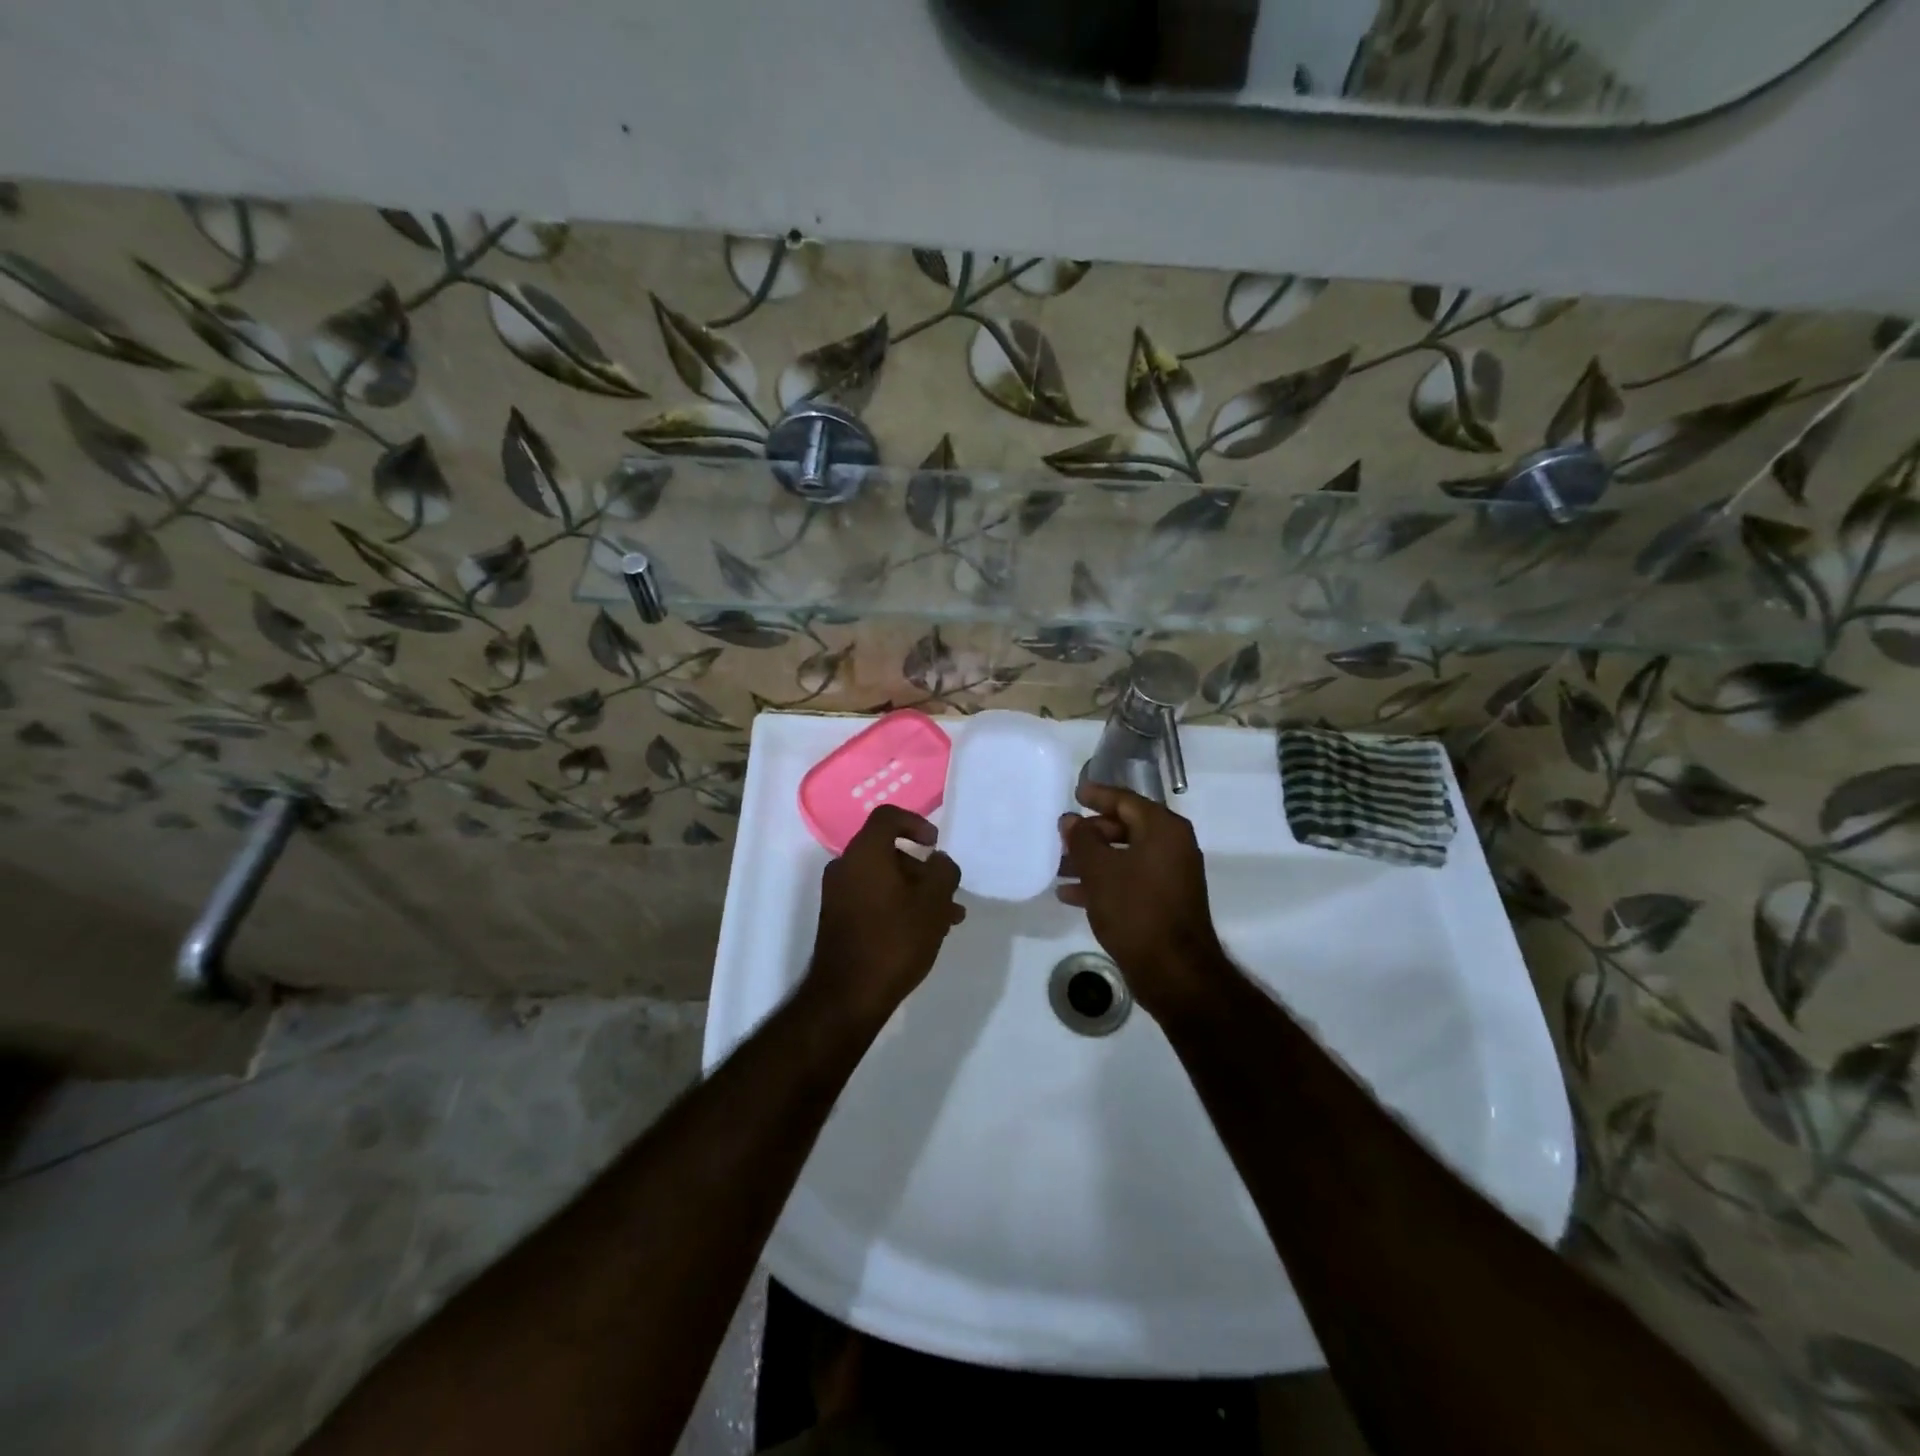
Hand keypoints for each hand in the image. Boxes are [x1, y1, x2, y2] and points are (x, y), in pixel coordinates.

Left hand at [807, 806, 964, 1022]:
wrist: (848, 996)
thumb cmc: (895, 939)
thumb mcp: (934, 902)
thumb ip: (943, 871)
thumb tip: (938, 861)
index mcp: (864, 853)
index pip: (887, 817)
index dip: (916, 823)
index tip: (935, 845)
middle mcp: (845, 866)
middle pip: (888, 851)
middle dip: (923, 869)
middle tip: (948, 893)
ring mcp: (838, 894)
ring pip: (884, 878)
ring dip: (915, 891)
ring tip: (947, 919)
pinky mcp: (838, 919)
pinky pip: (873, 898)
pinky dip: (898, 905)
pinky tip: (924, 932)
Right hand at [1057, 782, 1232, 1017]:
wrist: (1173, 970)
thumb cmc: (1135, 910)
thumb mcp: (1100, 870)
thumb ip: (1082, 839)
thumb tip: (1071, 820)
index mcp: (1164, 829)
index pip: (1126, 799)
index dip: (1098, 795)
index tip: (1074, 793)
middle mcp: (1173, 846)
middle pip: (1126, 826)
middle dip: (1091, 832)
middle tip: (1062, 835)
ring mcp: (1171, 875)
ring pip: (1124, 855)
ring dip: (1092, 859)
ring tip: (1059, 867)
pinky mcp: (1165, 901)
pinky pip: (1130, 879)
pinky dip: (1104, 881)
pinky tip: (1071, 894)